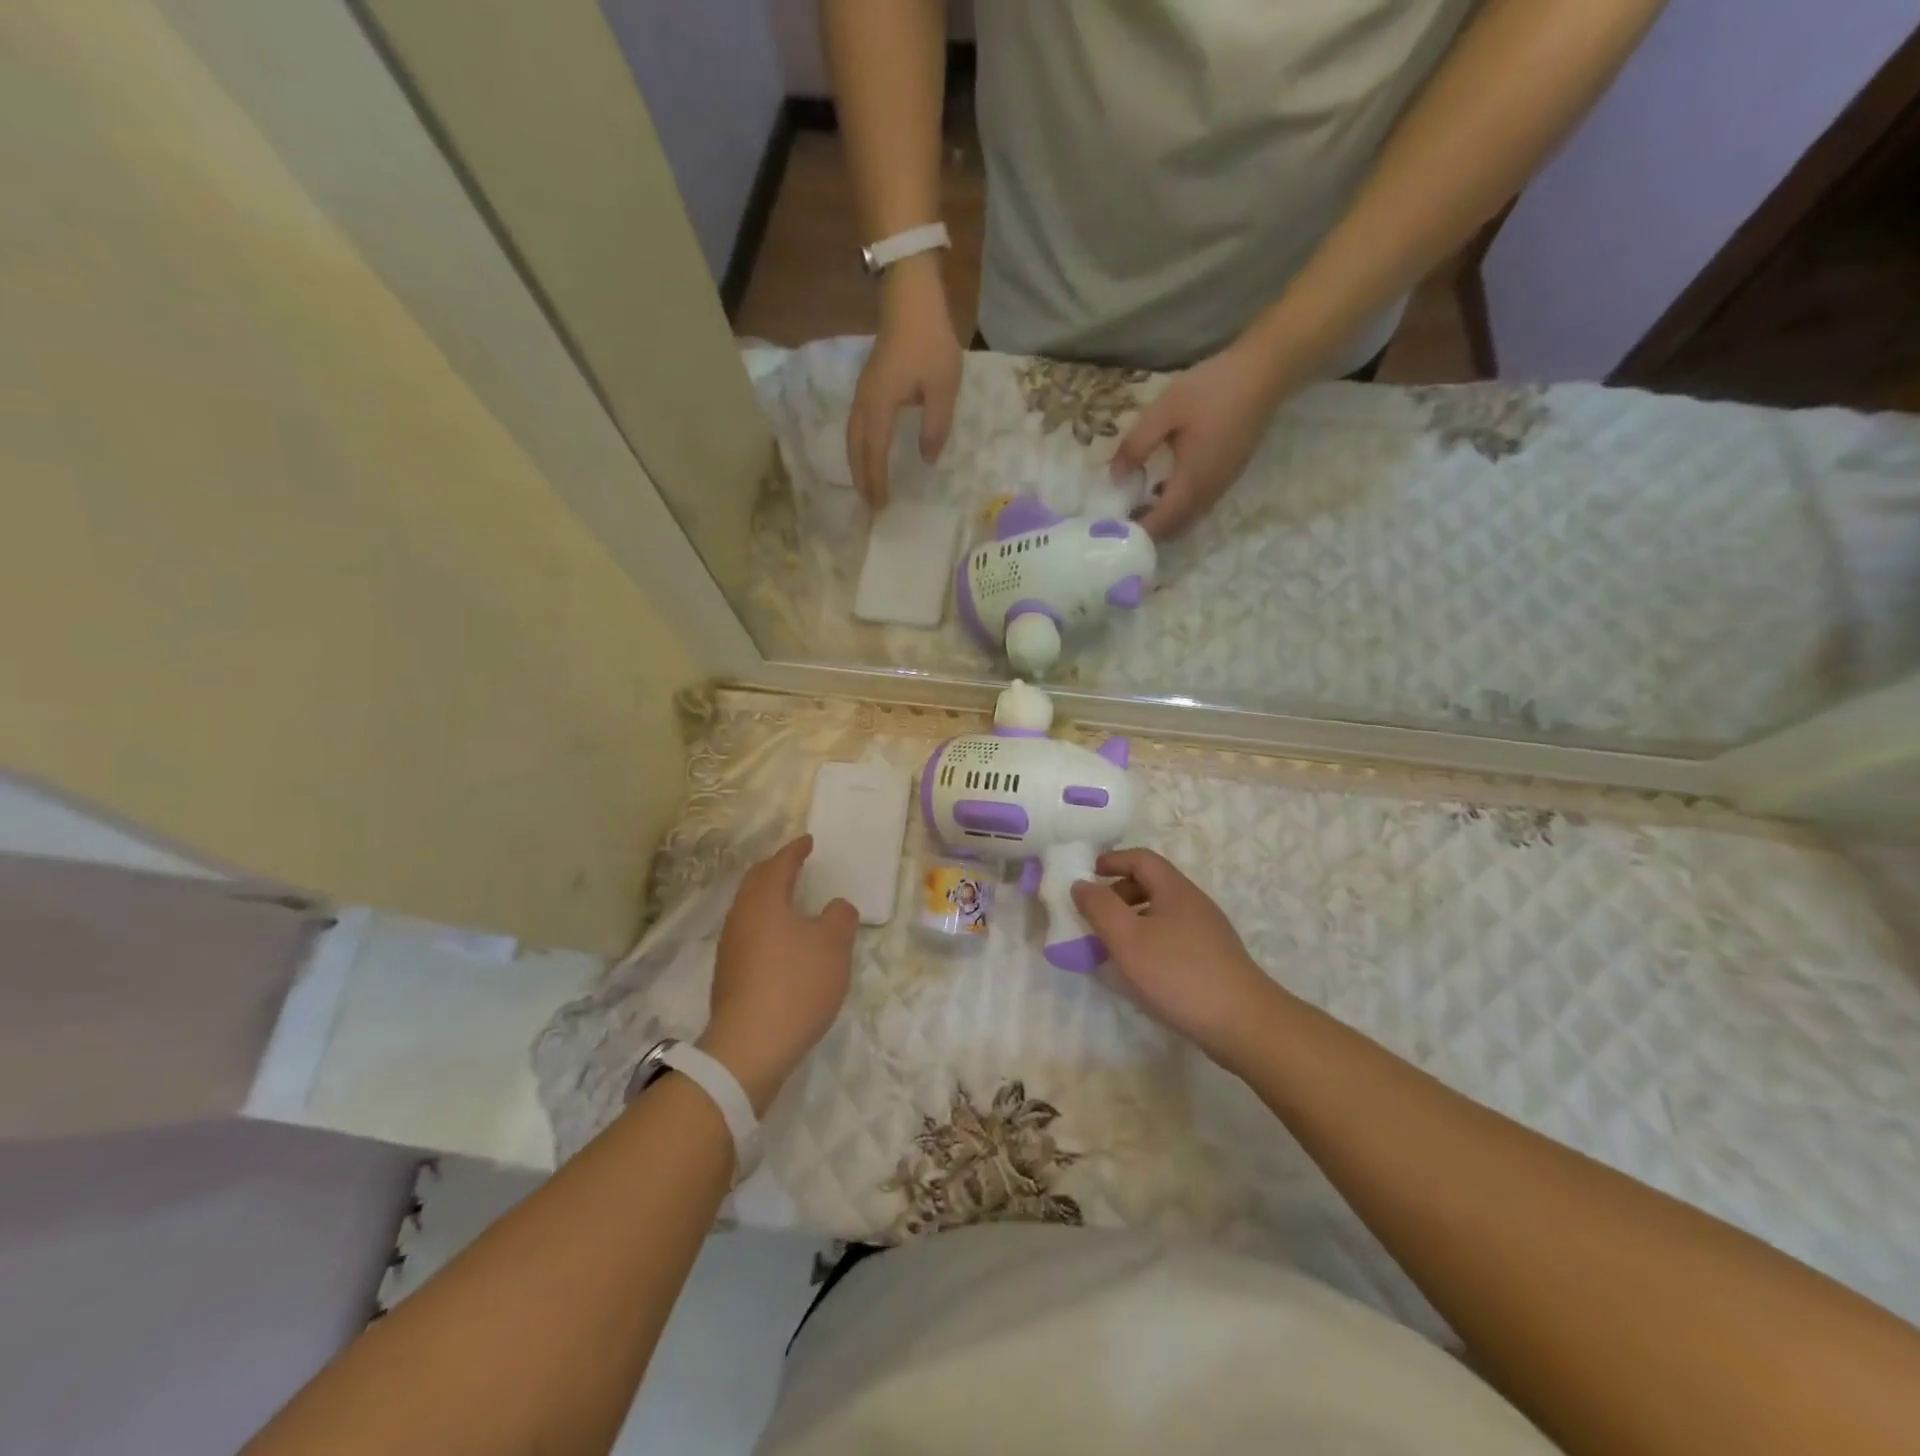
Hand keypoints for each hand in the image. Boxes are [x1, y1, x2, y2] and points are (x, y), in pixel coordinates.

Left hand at [700, 836, 857, 1113]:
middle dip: (776, 869)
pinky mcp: (729, 974)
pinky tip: (783, 941)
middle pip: (756, 882)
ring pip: (750, 908)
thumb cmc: (796, 985)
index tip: (808, 841)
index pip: (779, 864)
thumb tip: (835, 907)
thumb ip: (840, 917)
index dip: (795, 850)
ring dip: (769, 897)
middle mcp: (741, 917)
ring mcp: (731, 947)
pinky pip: (749, 932)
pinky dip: (767, 924)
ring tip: (791, 899)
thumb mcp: (834, 946)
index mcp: (764, 901)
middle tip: (795, 863)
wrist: (750, 1047)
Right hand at [848, 258, 963, 508]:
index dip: (876, 481)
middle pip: (856, 449)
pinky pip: (857, 425)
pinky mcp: (868, 384)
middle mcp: (865, 403)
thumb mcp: (943, 388)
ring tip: (866, 486)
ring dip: (858, 464)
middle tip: (869, 505)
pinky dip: (860, 447)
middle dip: (861, 479)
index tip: (881, 506)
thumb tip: (927, 459)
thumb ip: (935, 427)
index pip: (874, 454)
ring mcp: (863, 392)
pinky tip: (868, 453)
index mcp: (880, 407)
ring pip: (853, 437)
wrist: (910, 296)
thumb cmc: (929, 341)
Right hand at [1070, 848, 1281, 1064]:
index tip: (1086, 876)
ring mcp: (1207, 931)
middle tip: (1094, 916)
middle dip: (1118, 893)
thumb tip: (1081, 883)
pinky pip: (1173, 936)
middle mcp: (1193, 902)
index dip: (1111, 861)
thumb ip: (1100, 908)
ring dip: (1132, 920)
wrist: (1244, 1023)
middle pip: (1151, 883)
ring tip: (1111, 946)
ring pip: (1161, 912)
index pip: (1140, 858)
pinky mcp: (1213, 958)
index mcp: (1174, 889)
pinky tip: (1141, 970)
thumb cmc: (1179, 974)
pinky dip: (1149, 940)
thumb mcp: (1128, 939)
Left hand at [1111, 341, 1282, 539]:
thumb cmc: (1212, 389)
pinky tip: (1160, 487)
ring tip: (1135, 505)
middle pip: (1175, 529)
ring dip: (1163, 519)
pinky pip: (1198, 505)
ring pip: (1188, 518)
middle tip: (1120, 519)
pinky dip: (1177, 506)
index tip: (1112, 530)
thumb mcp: (1164, 411)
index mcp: (1191, 484)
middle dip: (1148, 530)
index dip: (1136, 533)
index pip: (1160, 526)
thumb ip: (1136, 446)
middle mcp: (1208, 494)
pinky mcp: (1228, 476)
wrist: (1266, 372)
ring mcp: (1222, 486)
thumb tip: (1115, 476)